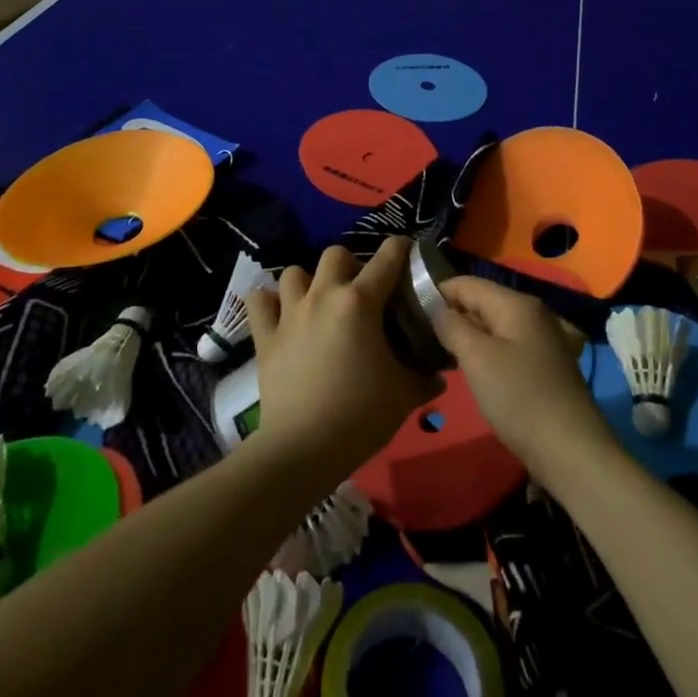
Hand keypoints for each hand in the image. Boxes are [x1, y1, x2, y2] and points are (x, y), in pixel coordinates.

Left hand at [246, 238, 440, 489]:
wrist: (303, 449)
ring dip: (308, 281)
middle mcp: (323, 296)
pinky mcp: (264, 336)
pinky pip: (258, 302)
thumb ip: (425, 378)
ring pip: (294, 272)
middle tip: (360, 291)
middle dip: (350, 265)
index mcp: (360, 302)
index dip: (401, 248)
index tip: (407, 251)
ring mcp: (289, 314)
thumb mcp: (405, 395)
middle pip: (335, 254)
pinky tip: (279, 313)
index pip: (387, 258)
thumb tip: (439, 375)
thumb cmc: (360, 415)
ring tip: (318, 302)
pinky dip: (268, 302)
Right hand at [431, 274, 619, 488]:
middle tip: (418, 335)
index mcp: (517, 303)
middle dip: (451, 315)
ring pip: (493, 326)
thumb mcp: (477, 358)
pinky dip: (484, 352)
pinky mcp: (543, 365)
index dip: (437, 292)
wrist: (571, 451)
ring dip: (466, 336)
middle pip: (481, 302)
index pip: (467, 283)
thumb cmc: (520, 398)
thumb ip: (452, 326)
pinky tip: (468, 369)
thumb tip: (436, 307)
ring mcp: (541, 339)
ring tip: (436, 352)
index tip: (408, 310)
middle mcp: (532, 313)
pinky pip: (505, 345)